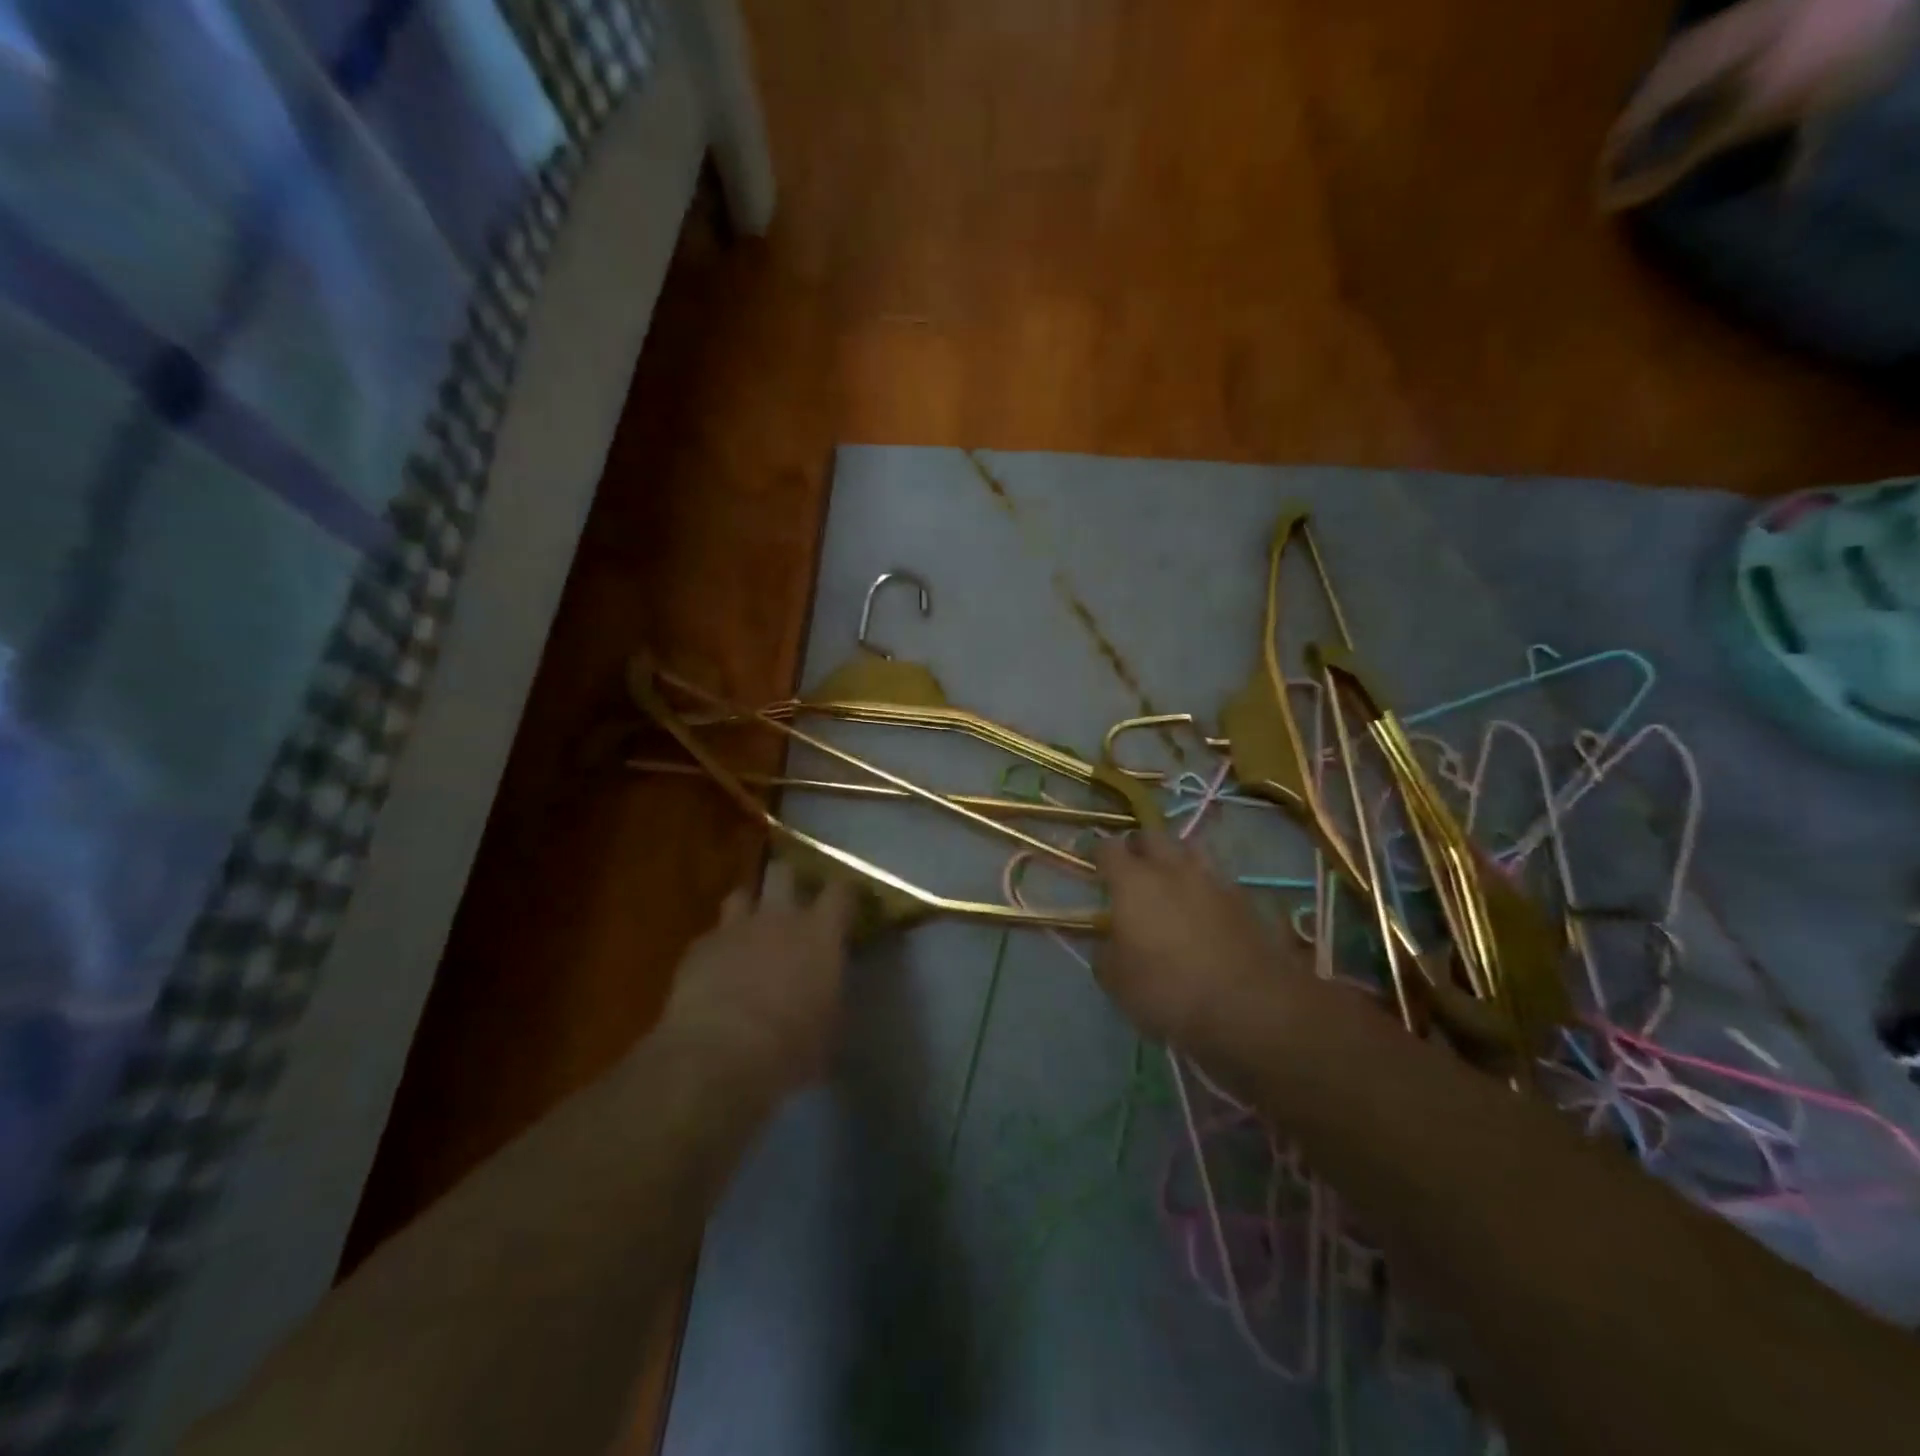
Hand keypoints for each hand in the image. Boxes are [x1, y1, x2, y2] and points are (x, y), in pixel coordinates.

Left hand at [658, 861, 856, 1093]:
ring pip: (741, 895)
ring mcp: (734, 929)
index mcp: (819, 933)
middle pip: (783, 873)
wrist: (718, 1057)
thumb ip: (830, 993)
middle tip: (793, 904)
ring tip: (751, 930)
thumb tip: (827, 990)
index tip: (849, 902)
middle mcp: (778, 918)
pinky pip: (712, 937)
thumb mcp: (830, 1026)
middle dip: (789, 882)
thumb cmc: (791, 1047)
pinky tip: (718, 973)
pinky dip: (719, 949)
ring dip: (749, 908)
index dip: (845, 893)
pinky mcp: (698, 949)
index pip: (841, 891)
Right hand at [1092, 832, 1294, 1048]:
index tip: (1091, 860)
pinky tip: (1203, 905)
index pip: (1108, 848)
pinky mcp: (1244, 900)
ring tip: (1170, 878)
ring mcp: (1213, 881)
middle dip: (1138, 845)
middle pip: (1152, 836)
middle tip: (1131, 864)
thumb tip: (1108, 940)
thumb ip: (1105, 953)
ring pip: (1190, 850)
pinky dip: (1205, 885)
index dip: (1097, 851)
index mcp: (1133, 882)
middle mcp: (1172, 869)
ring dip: (1176, 858)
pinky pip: (1217, 879)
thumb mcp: (1117, 982)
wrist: (1250, 1007)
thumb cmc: (1168, 991)